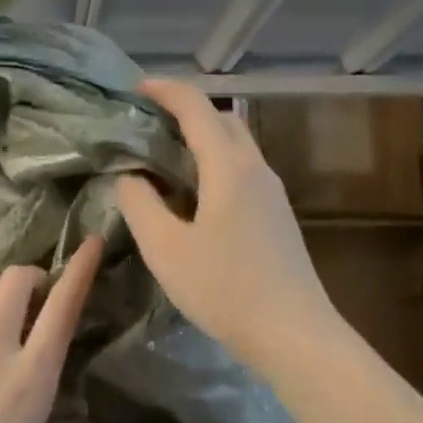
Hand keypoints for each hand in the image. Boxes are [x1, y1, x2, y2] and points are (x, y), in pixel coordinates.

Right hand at [115, 78, 337, 376]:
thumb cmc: (225, 288)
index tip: (135, 89)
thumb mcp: (166, 249)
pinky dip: (213, 165)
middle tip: (146, 124)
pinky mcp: (276, 217)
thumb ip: (139, 204)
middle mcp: (256, 169)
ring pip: (235, 147)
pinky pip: (241, 172)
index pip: (196, 107)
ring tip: (164, 158)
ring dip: (201, 139)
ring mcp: (272, 194)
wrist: (293, 333)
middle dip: (185, 110)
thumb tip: (129, 177)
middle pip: (222, 120)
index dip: (165, 90)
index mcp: (229, 167)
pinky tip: (193, 196)